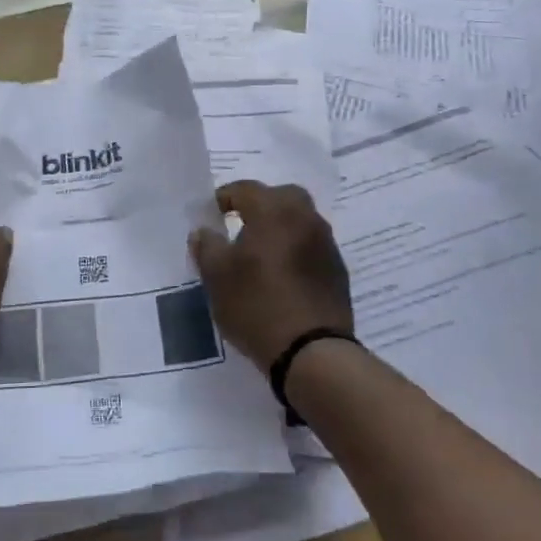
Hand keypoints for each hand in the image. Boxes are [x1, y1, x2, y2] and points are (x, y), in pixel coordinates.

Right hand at [189, 181, 351, 370]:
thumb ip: (207, 247)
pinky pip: (311, 245)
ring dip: (280, 227)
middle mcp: (305, 217)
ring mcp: (326, 243)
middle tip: (239, 226)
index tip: (210, 215)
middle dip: (259, 206)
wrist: (312, 352)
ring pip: (299, 220)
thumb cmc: (257, 306)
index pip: (245, 189)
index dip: (224, 198)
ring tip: (259, 254)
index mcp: (274, 210)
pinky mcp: (337, 269)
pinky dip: (295, 249)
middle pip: (280, 197)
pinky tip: (281, 275)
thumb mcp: (217, 277)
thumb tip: (203, 231)